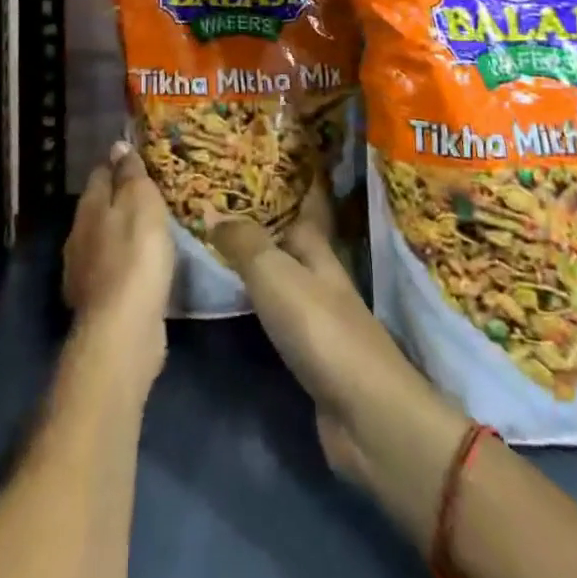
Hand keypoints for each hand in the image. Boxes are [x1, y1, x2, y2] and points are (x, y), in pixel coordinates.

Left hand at [63, 141, 175, 392]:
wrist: (123, 329)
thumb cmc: (136, 254)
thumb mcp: (140, 202)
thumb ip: (129, 174)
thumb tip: (117, 145)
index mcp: (89, 207)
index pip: (99, 173)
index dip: (118, 166)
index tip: (139, 164)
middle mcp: (78, 236)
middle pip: (98, 208)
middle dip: (118, 201)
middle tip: (149, 199)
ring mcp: (84, 272)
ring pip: (103, 241)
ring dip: (121, 236)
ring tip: (149, 234)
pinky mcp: (97, 303)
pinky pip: (112, 272)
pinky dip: (125, 266)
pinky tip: (142, 271)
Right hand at [210, 185, 461, 500]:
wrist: (365, 415)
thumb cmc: (321, 329)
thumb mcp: (275, 274)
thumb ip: (244, 242)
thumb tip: (211, 209)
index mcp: (316, 248)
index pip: (300, 203)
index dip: (280, 182)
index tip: (252, 162)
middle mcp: (318, 276)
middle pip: (286, 239)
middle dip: (257, 221)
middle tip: (214, 201)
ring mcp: (316, 316)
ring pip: (278, 275)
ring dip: (252, 261)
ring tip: (212, 243)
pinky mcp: (308, 354)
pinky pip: (273, 314)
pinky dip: (253, 302)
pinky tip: (229, 300)